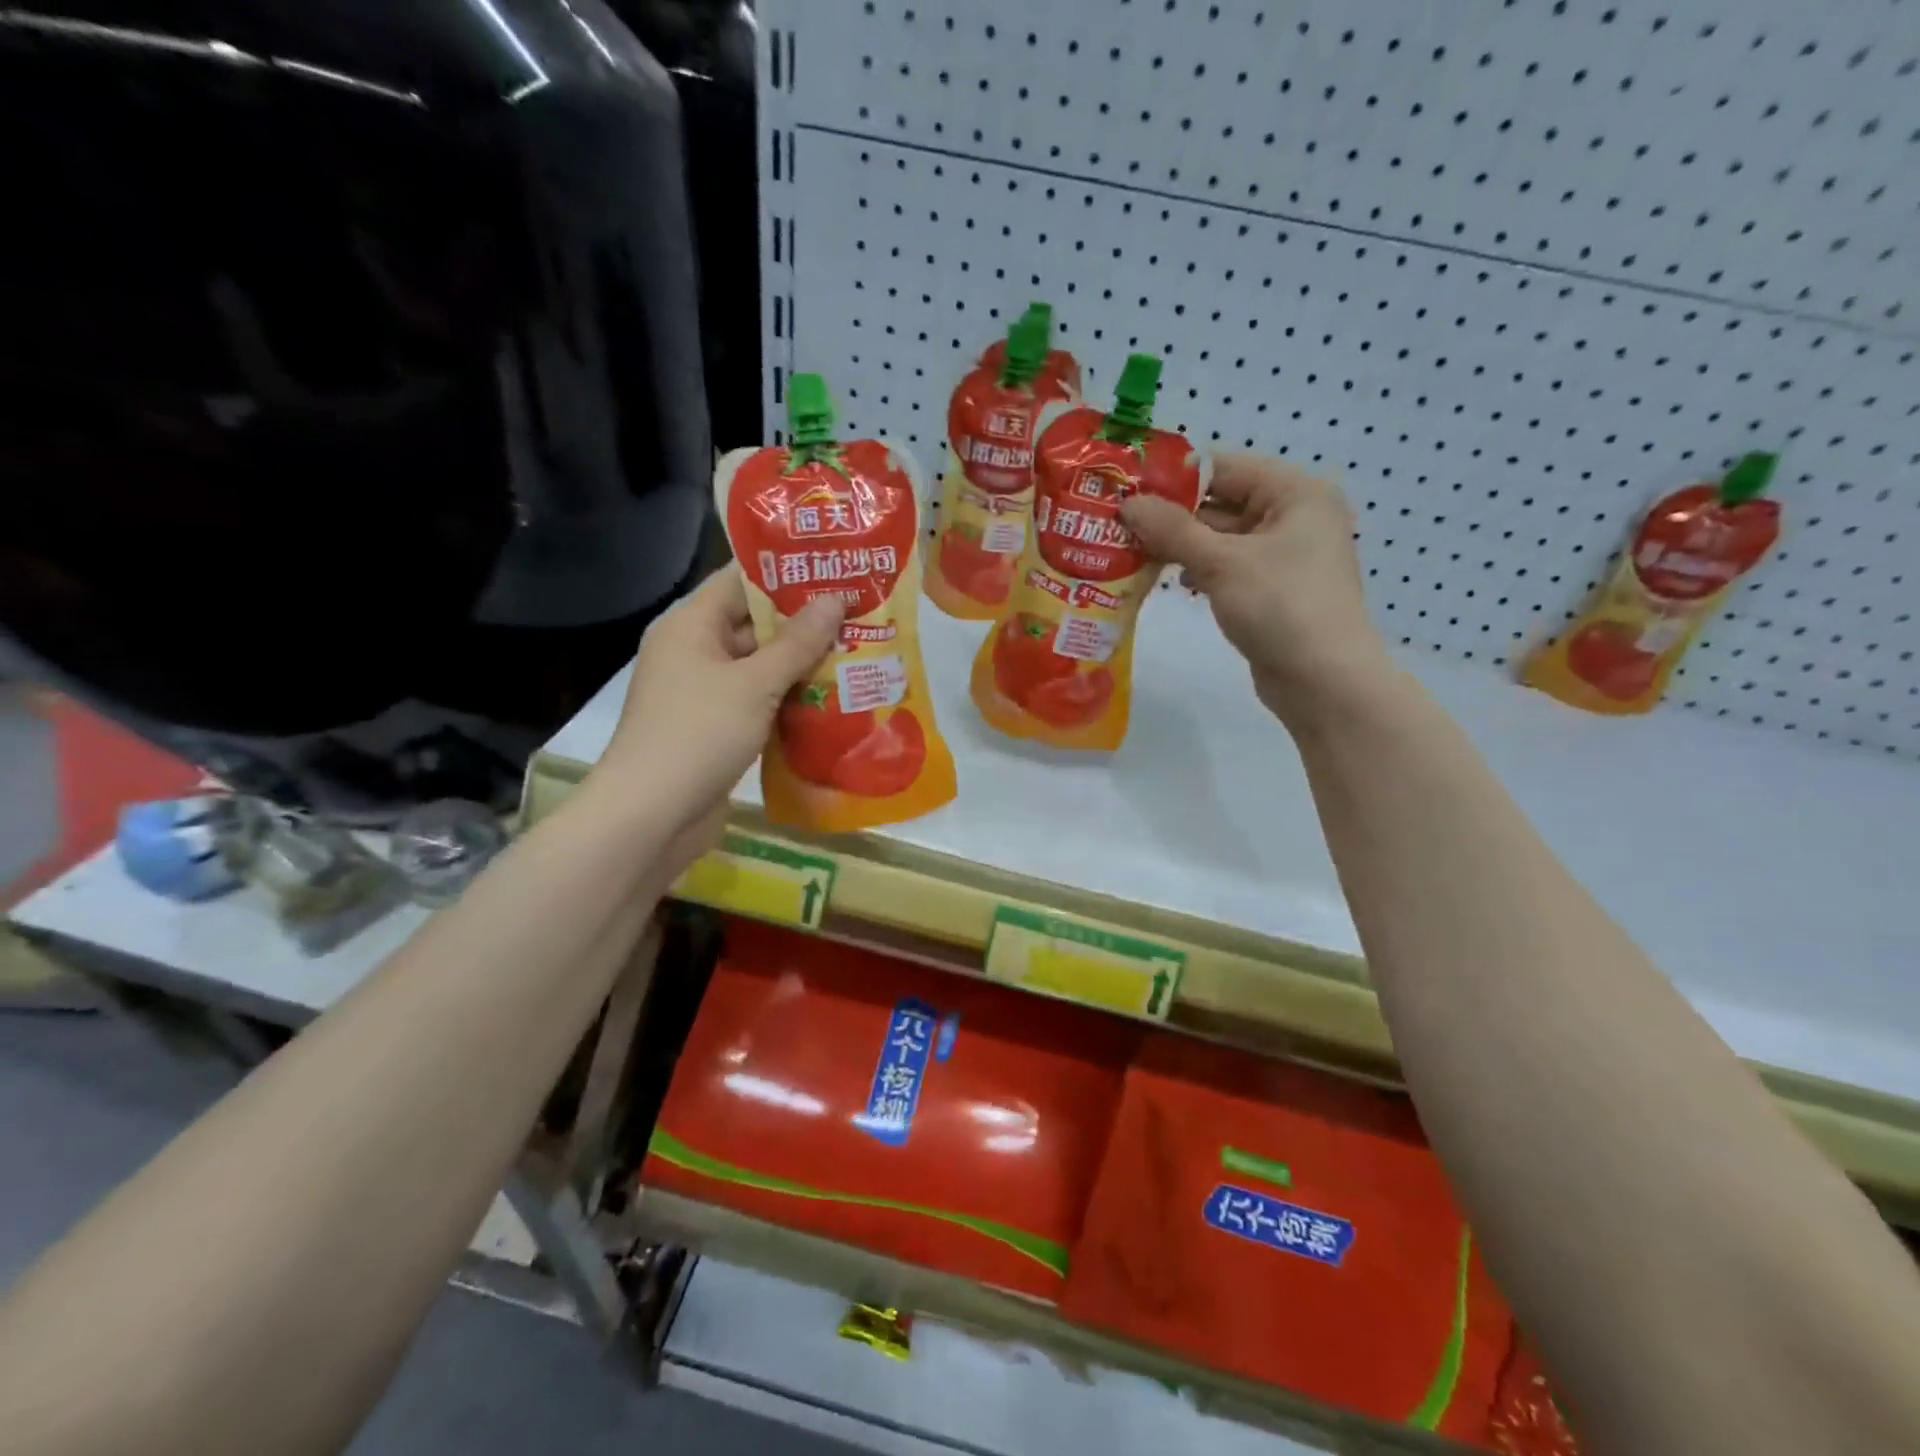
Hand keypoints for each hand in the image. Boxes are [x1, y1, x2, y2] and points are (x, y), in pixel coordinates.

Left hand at [593, 565, 841, 837]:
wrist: (652, 816)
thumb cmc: (699, 734)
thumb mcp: (755, 683)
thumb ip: (797, 642)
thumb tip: (835, 600)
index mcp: (691, 625)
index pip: (740, 581)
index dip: (787, 573)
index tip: (835, 570)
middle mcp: (695, 652)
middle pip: (755, 625)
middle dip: (805, 623)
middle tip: (859, 616)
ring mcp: (704, 693)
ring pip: (761, 668)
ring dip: (803, 666)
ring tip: (858, 654)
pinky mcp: (716, 729)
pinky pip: (758, 702)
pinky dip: (790, 701)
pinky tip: (833, 701)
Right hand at [1120, 453, 1392, 725]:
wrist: (1323, 682)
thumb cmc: (1281, 607)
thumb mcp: (1222, 563)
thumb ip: (1172, 529)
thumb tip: (1128, 504)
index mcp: (1295, 493)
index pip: (1224, 468)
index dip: (1174, 478)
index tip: (1127, 490)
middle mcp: (1294, 515)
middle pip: (1221, 502)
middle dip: (1173, 515)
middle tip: (1121, 524)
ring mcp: (1284, 555)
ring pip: (1221, 537)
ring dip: (1181, 544)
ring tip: (1133, 551)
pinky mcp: (1272, 588)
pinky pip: (1228, 566)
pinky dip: (1199, 569)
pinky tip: (1171, 580)